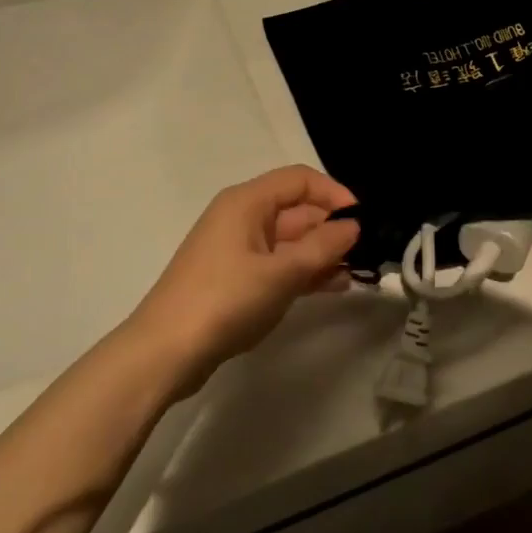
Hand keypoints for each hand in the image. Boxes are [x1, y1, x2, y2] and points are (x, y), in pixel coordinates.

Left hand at [125, 165, 360, 396]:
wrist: (165, 352)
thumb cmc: (224, 300)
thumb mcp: (281, 273)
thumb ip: (323, 246)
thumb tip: (353, 225)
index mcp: (247, 202)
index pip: (299, 180)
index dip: (334, 194)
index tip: (362, 220)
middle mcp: (242, 218)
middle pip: (296, 210)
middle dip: (331, 228)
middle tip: (366, 252)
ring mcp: (238, 250)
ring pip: (291, 241)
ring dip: (322, 253)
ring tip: (355, 272)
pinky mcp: (237, 279)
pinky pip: (279, 264)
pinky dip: (305, 271)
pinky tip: (333, 286)